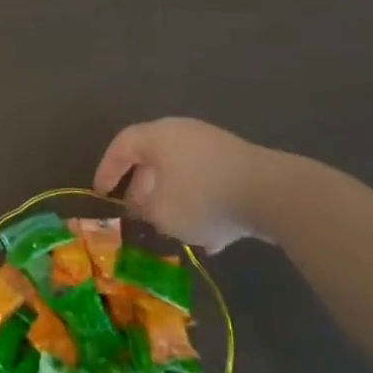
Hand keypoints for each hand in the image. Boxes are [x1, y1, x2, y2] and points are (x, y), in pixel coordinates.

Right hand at [93, 118, 282, 251]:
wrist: (272, 193)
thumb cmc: (203, 197)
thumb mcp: (163, 213)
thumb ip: (145, 210)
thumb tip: (143, 206)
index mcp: (157, 136)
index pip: (122, 145)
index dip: (107, 169)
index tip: (100, 193)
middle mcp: (182, 133)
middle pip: (153, 157)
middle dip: (142, 186)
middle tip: (135, 210)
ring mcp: (213, 146)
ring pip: (182, 172)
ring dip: (172, 198)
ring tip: (171, 229)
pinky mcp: (239, 164)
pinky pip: (209, 182)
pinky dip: (202, 204)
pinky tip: (210, 239)